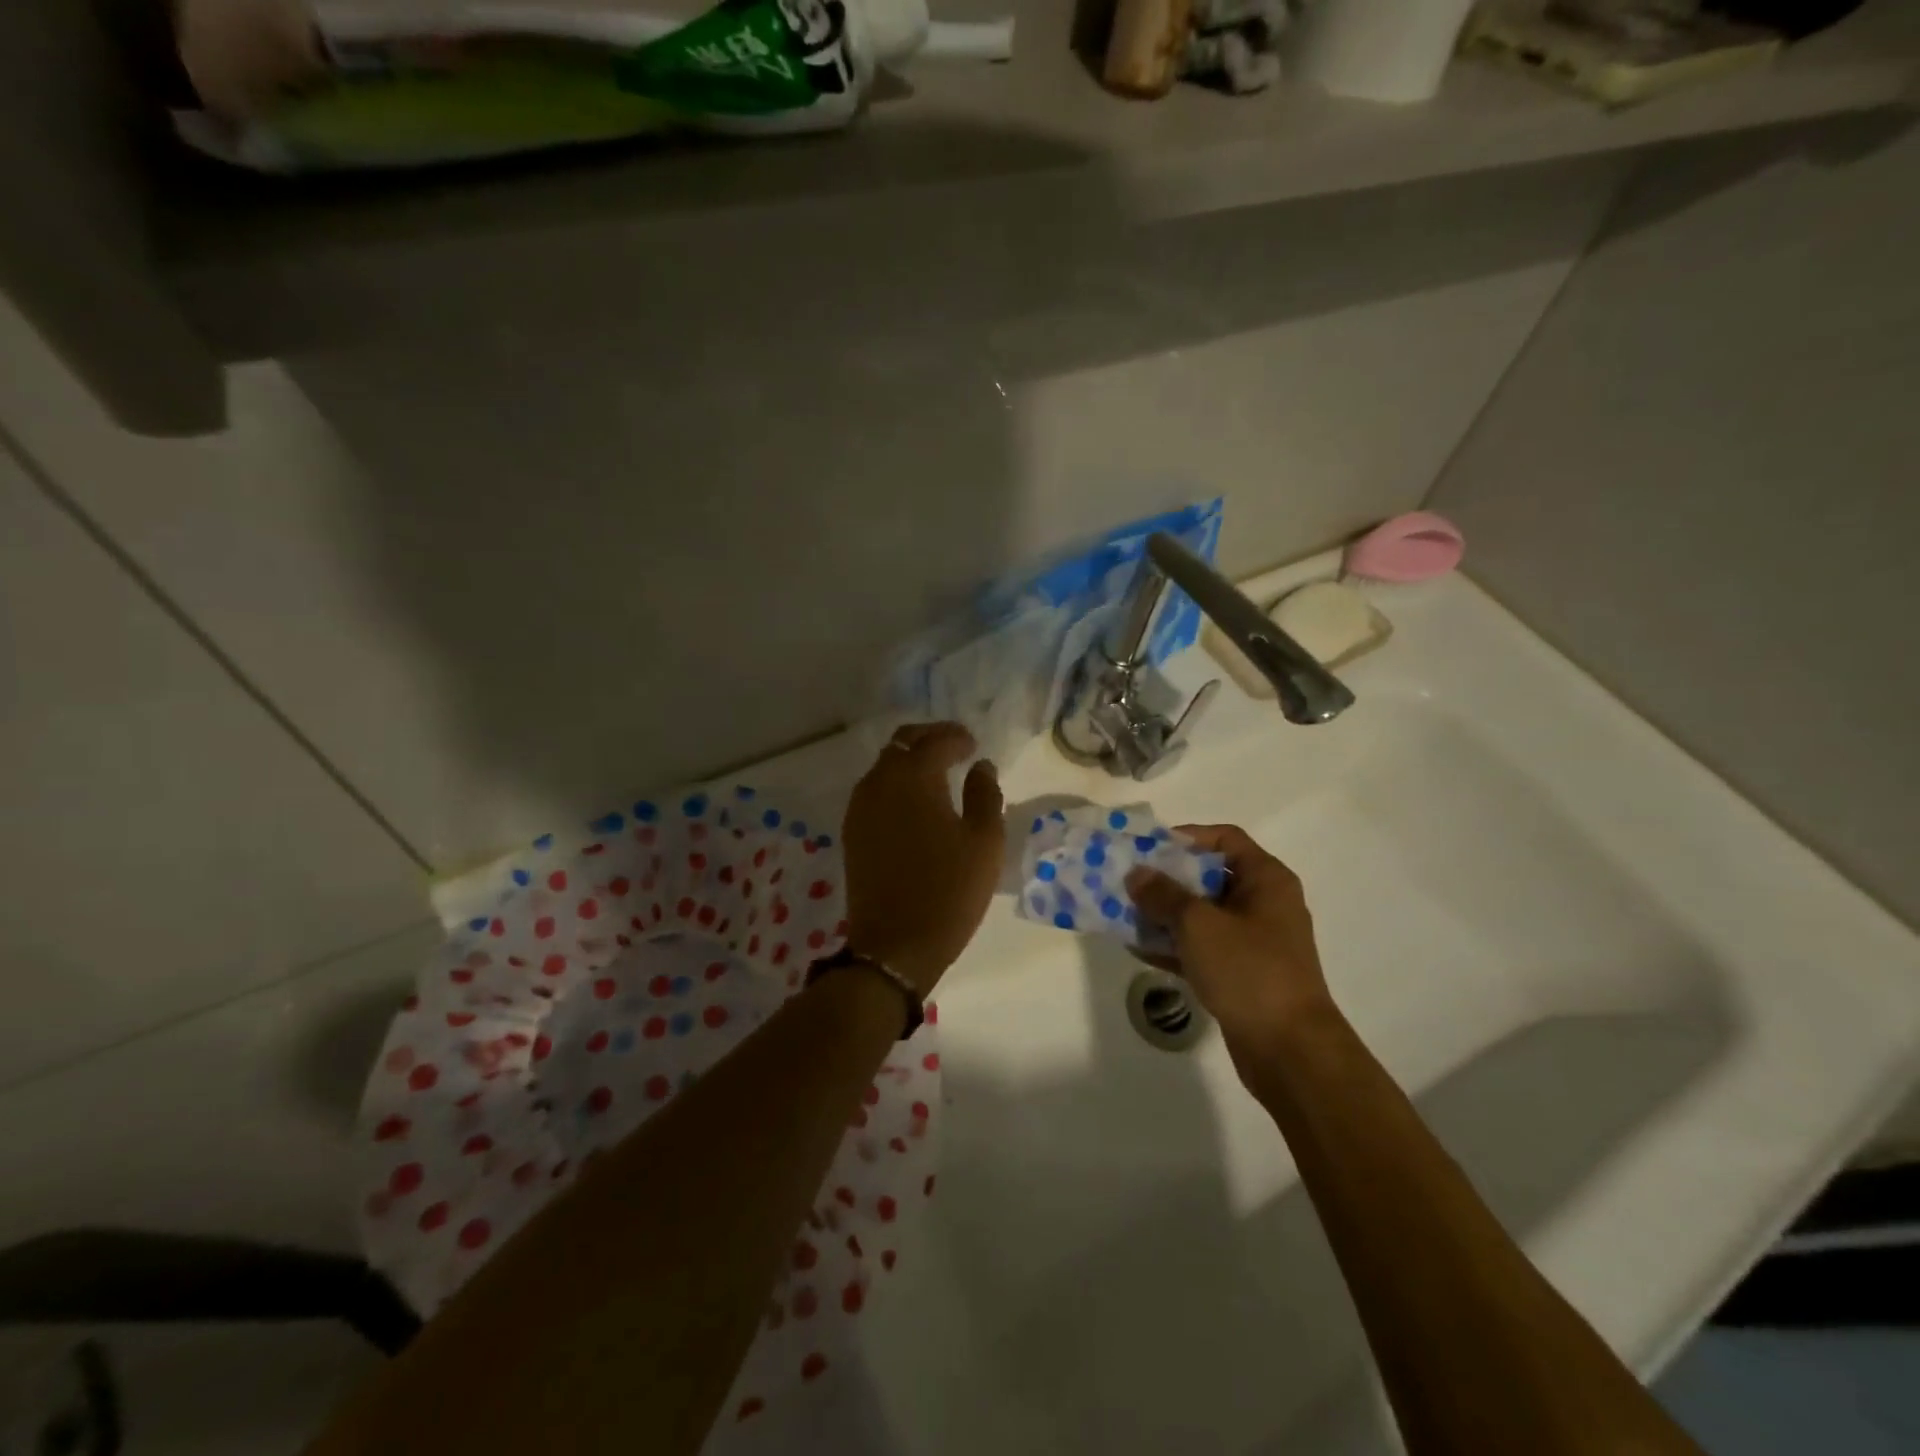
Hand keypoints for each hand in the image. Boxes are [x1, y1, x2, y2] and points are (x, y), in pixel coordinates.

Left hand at [841, 722, 1004, 994]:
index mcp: (913, 778)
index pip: (934, 741)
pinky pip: (874, 790)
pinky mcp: (852, 832)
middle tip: (954, 746)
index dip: (956, 737)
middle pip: (901, 743)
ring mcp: (860, 808)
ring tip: (937, 772)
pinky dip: (895, 783)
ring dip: (909, 760)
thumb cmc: (949, 891)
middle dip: (928, 738)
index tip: (973, 745)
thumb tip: (980, 766)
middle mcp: (879, 783)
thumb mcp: (984, 841)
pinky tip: (914, 801)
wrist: (895, 946)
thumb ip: (985, 794)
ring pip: (884, 766)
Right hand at [1126, 826, 1338, 1073]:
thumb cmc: (1248, 970)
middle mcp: (1264, 904)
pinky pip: (1202, 948)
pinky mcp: (1242, 974)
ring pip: (1202, 915)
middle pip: (1209, 876)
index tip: (1148, 849)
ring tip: (1123, 913)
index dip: (1187, 837)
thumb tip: (1137, 874)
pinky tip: (1137, 948)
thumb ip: (1163, 895)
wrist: (1290, 1050)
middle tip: (1127, 881)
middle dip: (1166, 879)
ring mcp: (1254, 941)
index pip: (1225, 838)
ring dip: (1164, 914)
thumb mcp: (1198, 924)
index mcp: (1266, 880)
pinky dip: (1174, 945)